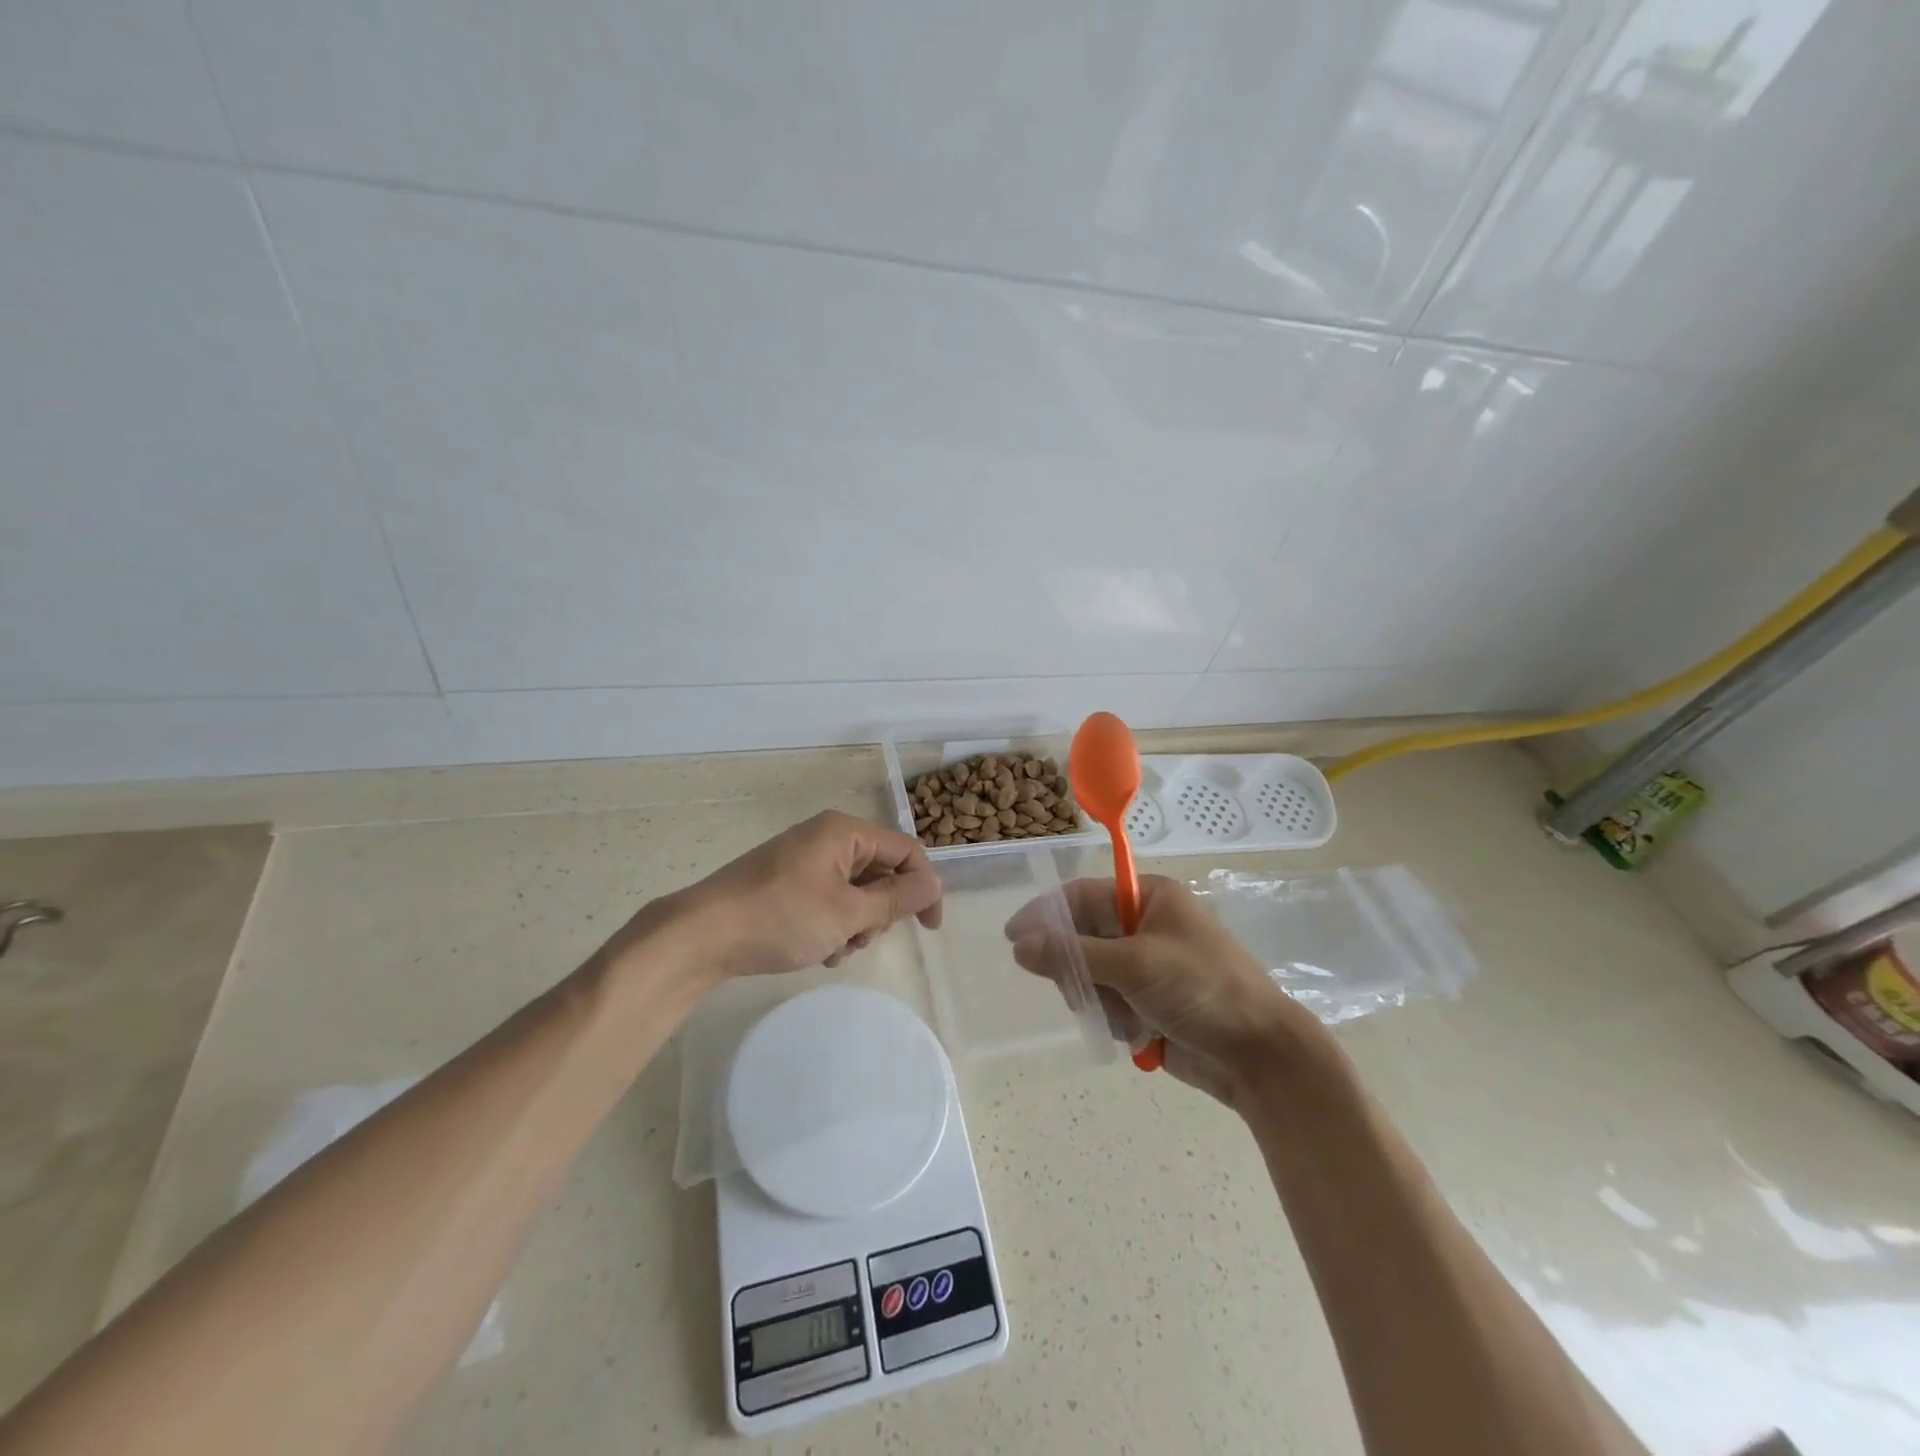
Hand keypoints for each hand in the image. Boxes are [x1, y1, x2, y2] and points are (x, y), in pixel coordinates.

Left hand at [649, 810, 942, 979]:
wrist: (701, 936)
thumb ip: (897, 898)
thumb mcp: (848, 912)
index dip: (924, 887)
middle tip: (862, 938)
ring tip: (834, 949)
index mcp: (844, 832)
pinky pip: (829, 900)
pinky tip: (817, 950)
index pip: (905, 851)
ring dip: (855, 925)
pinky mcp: (786, 883)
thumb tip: (935, 883)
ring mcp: (804, 861)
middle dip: (880, 912)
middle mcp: (826, 838)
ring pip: (855, 892)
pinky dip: (832, 925)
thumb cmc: (781, 917)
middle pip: (880, 872)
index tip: (930, 929)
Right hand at [1006, 875, 1330, 1107]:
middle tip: (1082, 991)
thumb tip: (1019, 946)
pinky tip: (1138, 1033)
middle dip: (1079, 968)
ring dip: (1099, 999)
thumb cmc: (1203, 990)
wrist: (1261, 1057)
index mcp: (1149, 898)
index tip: (1012, 937)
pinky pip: (1108, 1003)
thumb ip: (1074, 954)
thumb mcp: (1136, 965)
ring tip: (1125, 1016)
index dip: (1046, 914)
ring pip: (1091, 975)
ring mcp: (1148, 965)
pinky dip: (1114, 1019)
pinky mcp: (1149, 1001)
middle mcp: (1146, 925)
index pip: (1082, 896)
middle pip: (1082, 937)